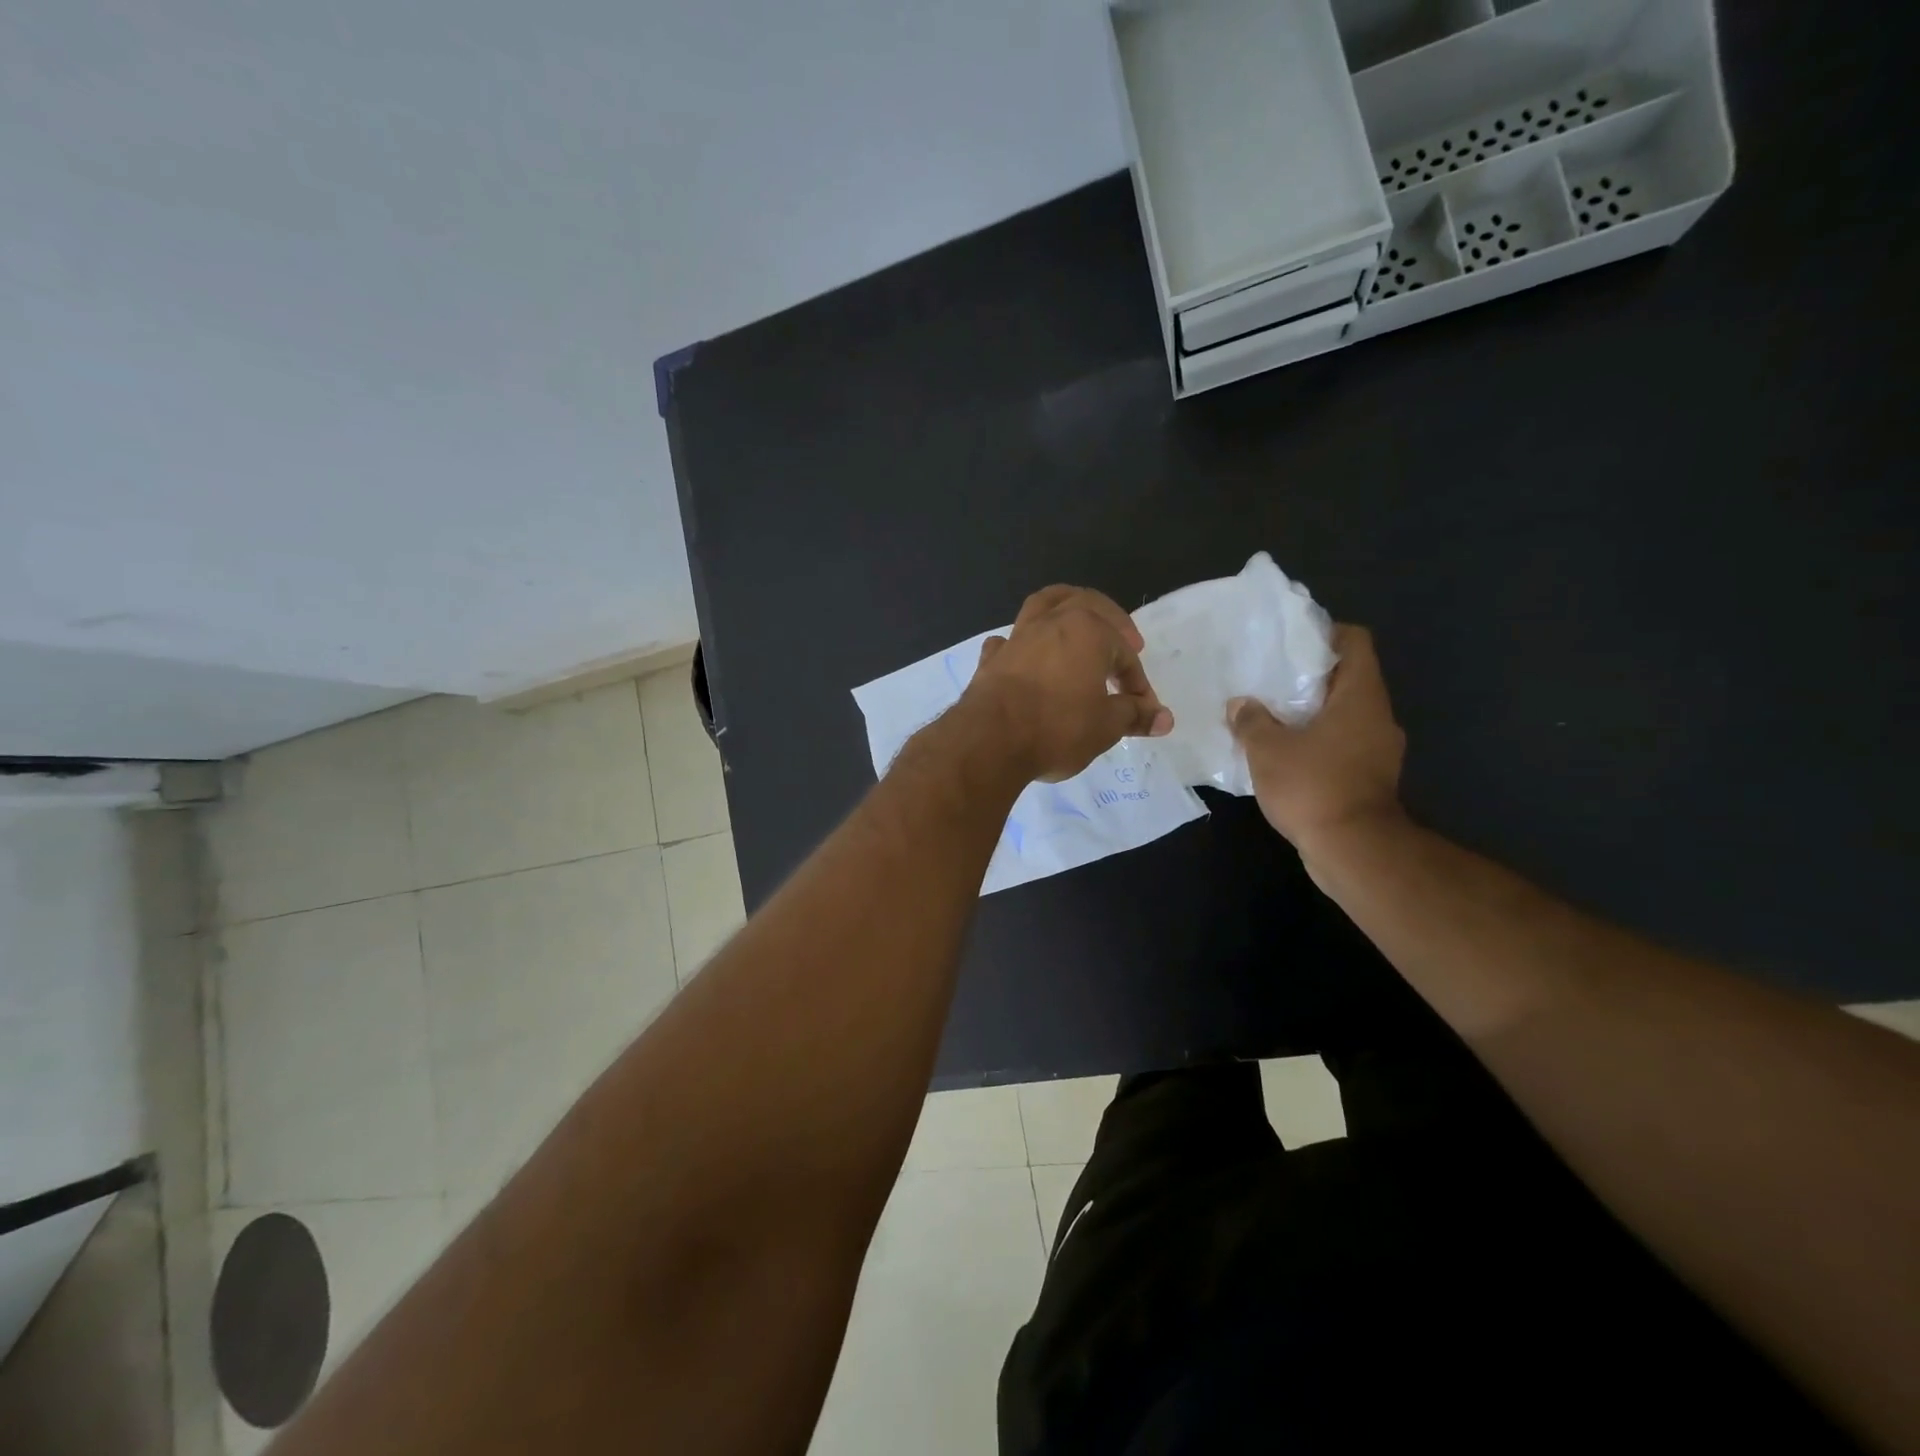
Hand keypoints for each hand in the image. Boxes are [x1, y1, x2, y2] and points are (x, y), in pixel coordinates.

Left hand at [962, 586, 1173, 782]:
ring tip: (1075, 623)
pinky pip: (1010, 640)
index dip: (1137, 682)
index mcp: (1087, 631)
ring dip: (1064, 609)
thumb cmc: (1057, 728)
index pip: (1124, 654)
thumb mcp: (1106, 726)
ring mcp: (1017, 637)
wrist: (990, 741)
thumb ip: (1134, 716)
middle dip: (1111, 621)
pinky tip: (1024, 655)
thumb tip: (1164, 718)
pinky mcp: (991, 659)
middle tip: (1126, 641)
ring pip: (1043, 605)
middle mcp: (1051, 622)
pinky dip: (1021, 643)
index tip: (1143, 710)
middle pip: (1086, 605)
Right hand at [1228, 624, 1405, 850]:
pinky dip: (1316, 744)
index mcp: (1360, 696)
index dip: (1324, 634)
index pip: (1355, 642)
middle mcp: (1377, 716)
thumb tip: (1241, 704)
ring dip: (1310, 714)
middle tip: (1267, 680)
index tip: (1289, 644)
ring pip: (1343, 715)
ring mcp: (1378, 750)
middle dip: (1307, 678)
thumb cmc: (1313, 786)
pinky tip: (1284, 755)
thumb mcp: (1268, 749)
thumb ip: (1252, 721)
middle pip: (1347, 679)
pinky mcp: (1370, 778)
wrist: (1353, 850)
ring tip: (1269, 718)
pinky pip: (1341, 746)